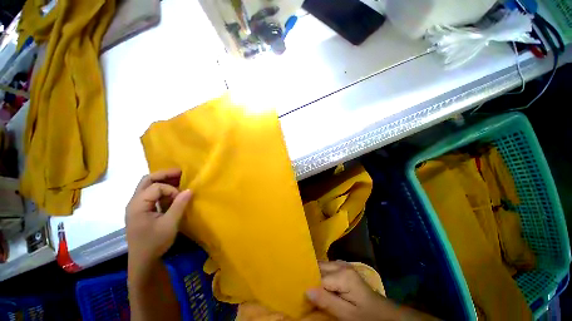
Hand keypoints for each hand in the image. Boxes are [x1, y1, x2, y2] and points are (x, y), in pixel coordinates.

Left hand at [125, 168, 191, 278]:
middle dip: (165, 175)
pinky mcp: (142, 210)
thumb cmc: (155, 242)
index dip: (171, 190)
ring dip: (163, 181)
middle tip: (181, 173)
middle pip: (147, 180)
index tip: (181, 199)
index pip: (156, 187)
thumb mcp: (170, 224)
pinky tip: (172, 194)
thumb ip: (179, 205)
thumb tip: (190, 189)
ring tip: (179, 180)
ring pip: (148, 186)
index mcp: (138, 205)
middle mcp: (134, 202)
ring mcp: (137, 206)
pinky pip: (151, 194)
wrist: (143, 260)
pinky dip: (162, 190)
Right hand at [306, 261, 437, 320]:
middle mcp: (341, 264)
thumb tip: (306, 290)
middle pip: (318, 267)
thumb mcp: (347, 314)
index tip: (297, 291)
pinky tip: (317, 283)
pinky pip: (326, 268)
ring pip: (321, 266)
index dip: (308, 284)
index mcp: (342, 274)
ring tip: (305, 284)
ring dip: (314, 275)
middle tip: (298, 287)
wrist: (382, 312)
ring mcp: (342, 264)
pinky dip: (320, 274)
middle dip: (309, 276)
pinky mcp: (342, 267)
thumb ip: (327, 301)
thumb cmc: (365, 315)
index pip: (318, 277)